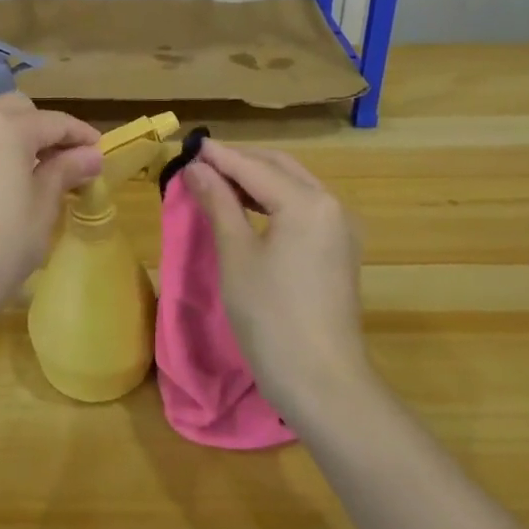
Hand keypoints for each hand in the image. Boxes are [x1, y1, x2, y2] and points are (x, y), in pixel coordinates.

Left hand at [0, 92, 101, 327]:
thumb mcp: (42, 212)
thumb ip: (64, 172)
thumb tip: (90, 154)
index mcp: (10, 129)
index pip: (55, 122)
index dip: (79, 135)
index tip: (96, 150)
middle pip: (13, 106)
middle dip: (38, 124)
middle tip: (53, 157)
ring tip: (5, 149)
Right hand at [180, 140, 371, 419]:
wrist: (323, 383)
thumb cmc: (271, 317)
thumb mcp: (236, 255)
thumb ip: (218, 203)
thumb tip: (196, 168)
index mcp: (307, 201)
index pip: (254, 166)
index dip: (218, 156)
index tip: (187, 146)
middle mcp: (331, 205)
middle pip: (279, 168)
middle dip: (240, 162)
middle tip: (199, 164)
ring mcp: (340, 228)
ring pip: (293, 187)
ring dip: (256, 180)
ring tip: (216, 182)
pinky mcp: (340, 250)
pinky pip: (303, 209)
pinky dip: (273, 201)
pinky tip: (246, 209)